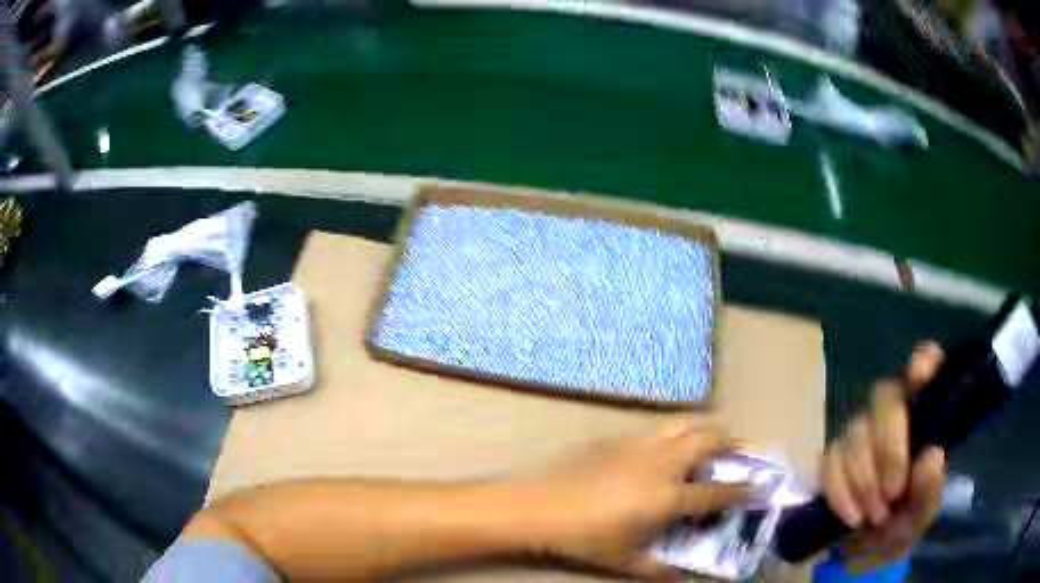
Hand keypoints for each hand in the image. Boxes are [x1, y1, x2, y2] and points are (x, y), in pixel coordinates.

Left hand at [512, 420, 748, 580]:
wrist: (538, 506)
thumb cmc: (584, 538)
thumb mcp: (623, 561)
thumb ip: (657, 570)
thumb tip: (678, 576)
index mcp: (667, 497)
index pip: (716, 492)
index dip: (742, 490)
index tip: (759, 486)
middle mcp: (661, 464)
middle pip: (707, 442)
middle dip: (730, 443)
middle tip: (741, 449)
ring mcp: (638, 445)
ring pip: (682, 424)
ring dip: (704, 427)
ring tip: (712, 434)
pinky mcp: (615, 438)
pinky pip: (654, 429)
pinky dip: (672, 431)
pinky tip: (665, 444)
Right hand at [823, 343, 947, 571]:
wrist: (864, 553)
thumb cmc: (905, 524)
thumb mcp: (923, 515)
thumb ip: (930, 491)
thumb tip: (931, 456)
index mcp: (925, 416)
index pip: (926, 365)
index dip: (922, 362)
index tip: (918, 377)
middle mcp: (894, 414)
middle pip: (885, 397)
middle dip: (888, 449)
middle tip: (892, 494)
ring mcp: (861, 433)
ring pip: (856, 432)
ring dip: (864, 481)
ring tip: (873, 516)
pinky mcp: (833, 456)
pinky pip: (830, 462)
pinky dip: (841, 492)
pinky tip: (852, 516)